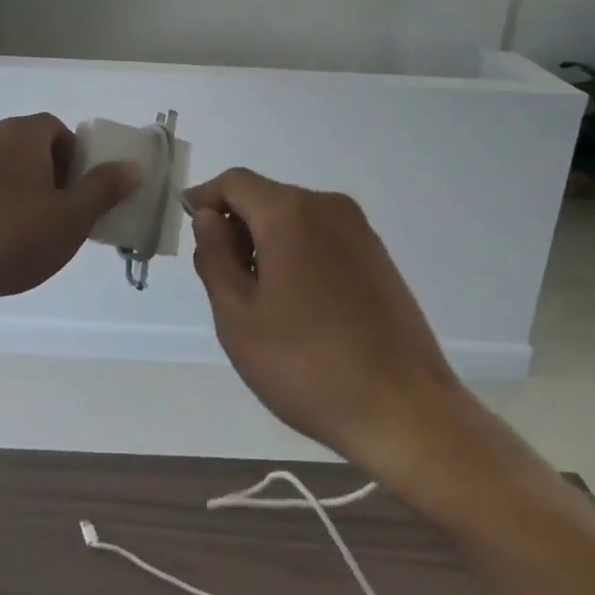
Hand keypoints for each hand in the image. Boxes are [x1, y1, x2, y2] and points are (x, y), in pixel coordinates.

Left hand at [0, 113, 139, 315]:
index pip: (59, 130)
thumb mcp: (71, 217)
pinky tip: (5, 242)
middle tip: (66, 216)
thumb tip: (131, 167)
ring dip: (29, 195)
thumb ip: (104, 189)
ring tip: (37, 234)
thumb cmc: (11, 236)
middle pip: (35, 149)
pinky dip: (3, 207)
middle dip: (56, 178)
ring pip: (11, 171)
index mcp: (22, 133)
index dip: (77, 159)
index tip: (82, 194)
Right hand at [186, 168, 461, 465]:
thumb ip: (215, 257)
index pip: (234, 182)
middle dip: (236, 225)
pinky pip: (322, 237)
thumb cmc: (307, 364)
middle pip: (266, 197)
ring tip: (259, 299)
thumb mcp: (238, 316)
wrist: (405, 411)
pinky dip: (297, 253)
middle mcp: (328, 207)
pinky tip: (298, 304)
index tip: (189, 232)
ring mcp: (360, 231)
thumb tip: (209, 218)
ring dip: (266, 241)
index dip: (204, 199)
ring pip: (295, 218)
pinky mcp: (379, 256)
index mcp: (290, 213)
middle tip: (222, 279)